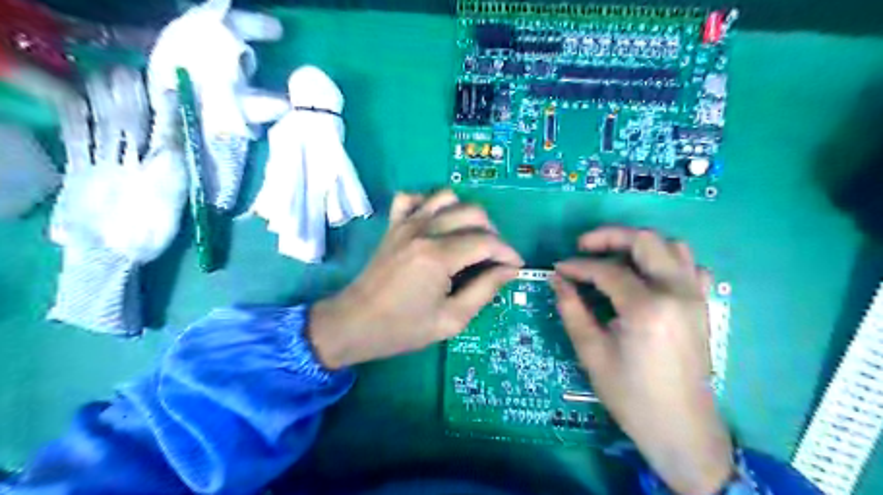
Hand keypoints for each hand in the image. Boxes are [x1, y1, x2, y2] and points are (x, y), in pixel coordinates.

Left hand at [308, 192, 517, 368]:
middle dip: (493, 233)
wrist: (353, 323)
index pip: (486, 242)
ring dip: (466, 214)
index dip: (508, 253)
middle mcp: (423, 230)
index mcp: (438, 256)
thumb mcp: (451, 319)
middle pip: (472, 213)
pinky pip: (412, 198)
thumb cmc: (402, 329)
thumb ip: (484, 290)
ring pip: (447, 197)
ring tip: (469, 238)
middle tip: (494, 258)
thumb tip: (509, 270)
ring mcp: (405, 223)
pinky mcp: (393, 225)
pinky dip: (429, 203)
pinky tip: (435, 223)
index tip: (516, 267)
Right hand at [549, 228, 732, 494]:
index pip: (606, 270)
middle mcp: (676, 292)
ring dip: (639, 244)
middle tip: (583, 246)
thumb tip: (557, 279)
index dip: (577, 265)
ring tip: (613, 256)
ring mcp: (695, 296)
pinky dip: (667, 260)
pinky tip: (648, 274)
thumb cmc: (630, 394)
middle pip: (645, 241)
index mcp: (647, 308)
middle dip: (609, 236)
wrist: (680, 427)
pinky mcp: (703, 305)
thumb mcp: (591, 352)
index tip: (559, 269)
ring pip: (672, 246)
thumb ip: (571, 309)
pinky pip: (691, 266)